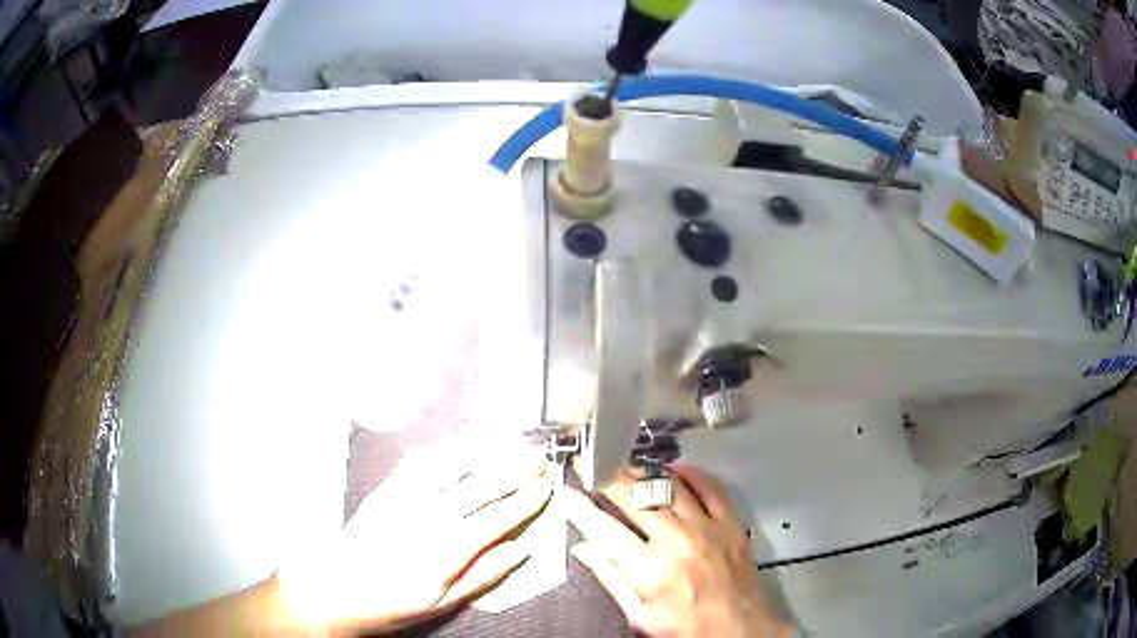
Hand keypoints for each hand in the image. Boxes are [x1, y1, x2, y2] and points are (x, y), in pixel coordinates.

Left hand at [278, 440, 552, 633]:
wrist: (335, 590)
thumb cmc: (391, 603)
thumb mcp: (440, 603)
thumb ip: (482, 575)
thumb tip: (519, 551)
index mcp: (442, 552)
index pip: (493, 520)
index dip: (522, 502)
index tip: (545, 489)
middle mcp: (424, 519)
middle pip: (476, 488)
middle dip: (512, 470)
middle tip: (538, 458)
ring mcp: (402, 500)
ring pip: (451, 469)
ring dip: (485, 454)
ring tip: (509, 443)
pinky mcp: (385, 490)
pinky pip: (418, 463)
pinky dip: (444, 449)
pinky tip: (461, 441)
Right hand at [562, 464, 792, 637]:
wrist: (738, 629)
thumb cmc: (685, 627)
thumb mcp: (639, 614)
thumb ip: (610, 578)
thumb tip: (582, 549)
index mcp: (649, 569)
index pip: (604, 528)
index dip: (581, 507)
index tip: (568, 492)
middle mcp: (676, 541)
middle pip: (635, 497)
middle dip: (607, 479)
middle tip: (592, 469)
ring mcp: (706, 528)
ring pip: (669, 487)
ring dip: (643, 473)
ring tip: (625, 467)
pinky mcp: (730, 523)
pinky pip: (710, 487)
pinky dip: (691, 475)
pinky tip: (675, 469)